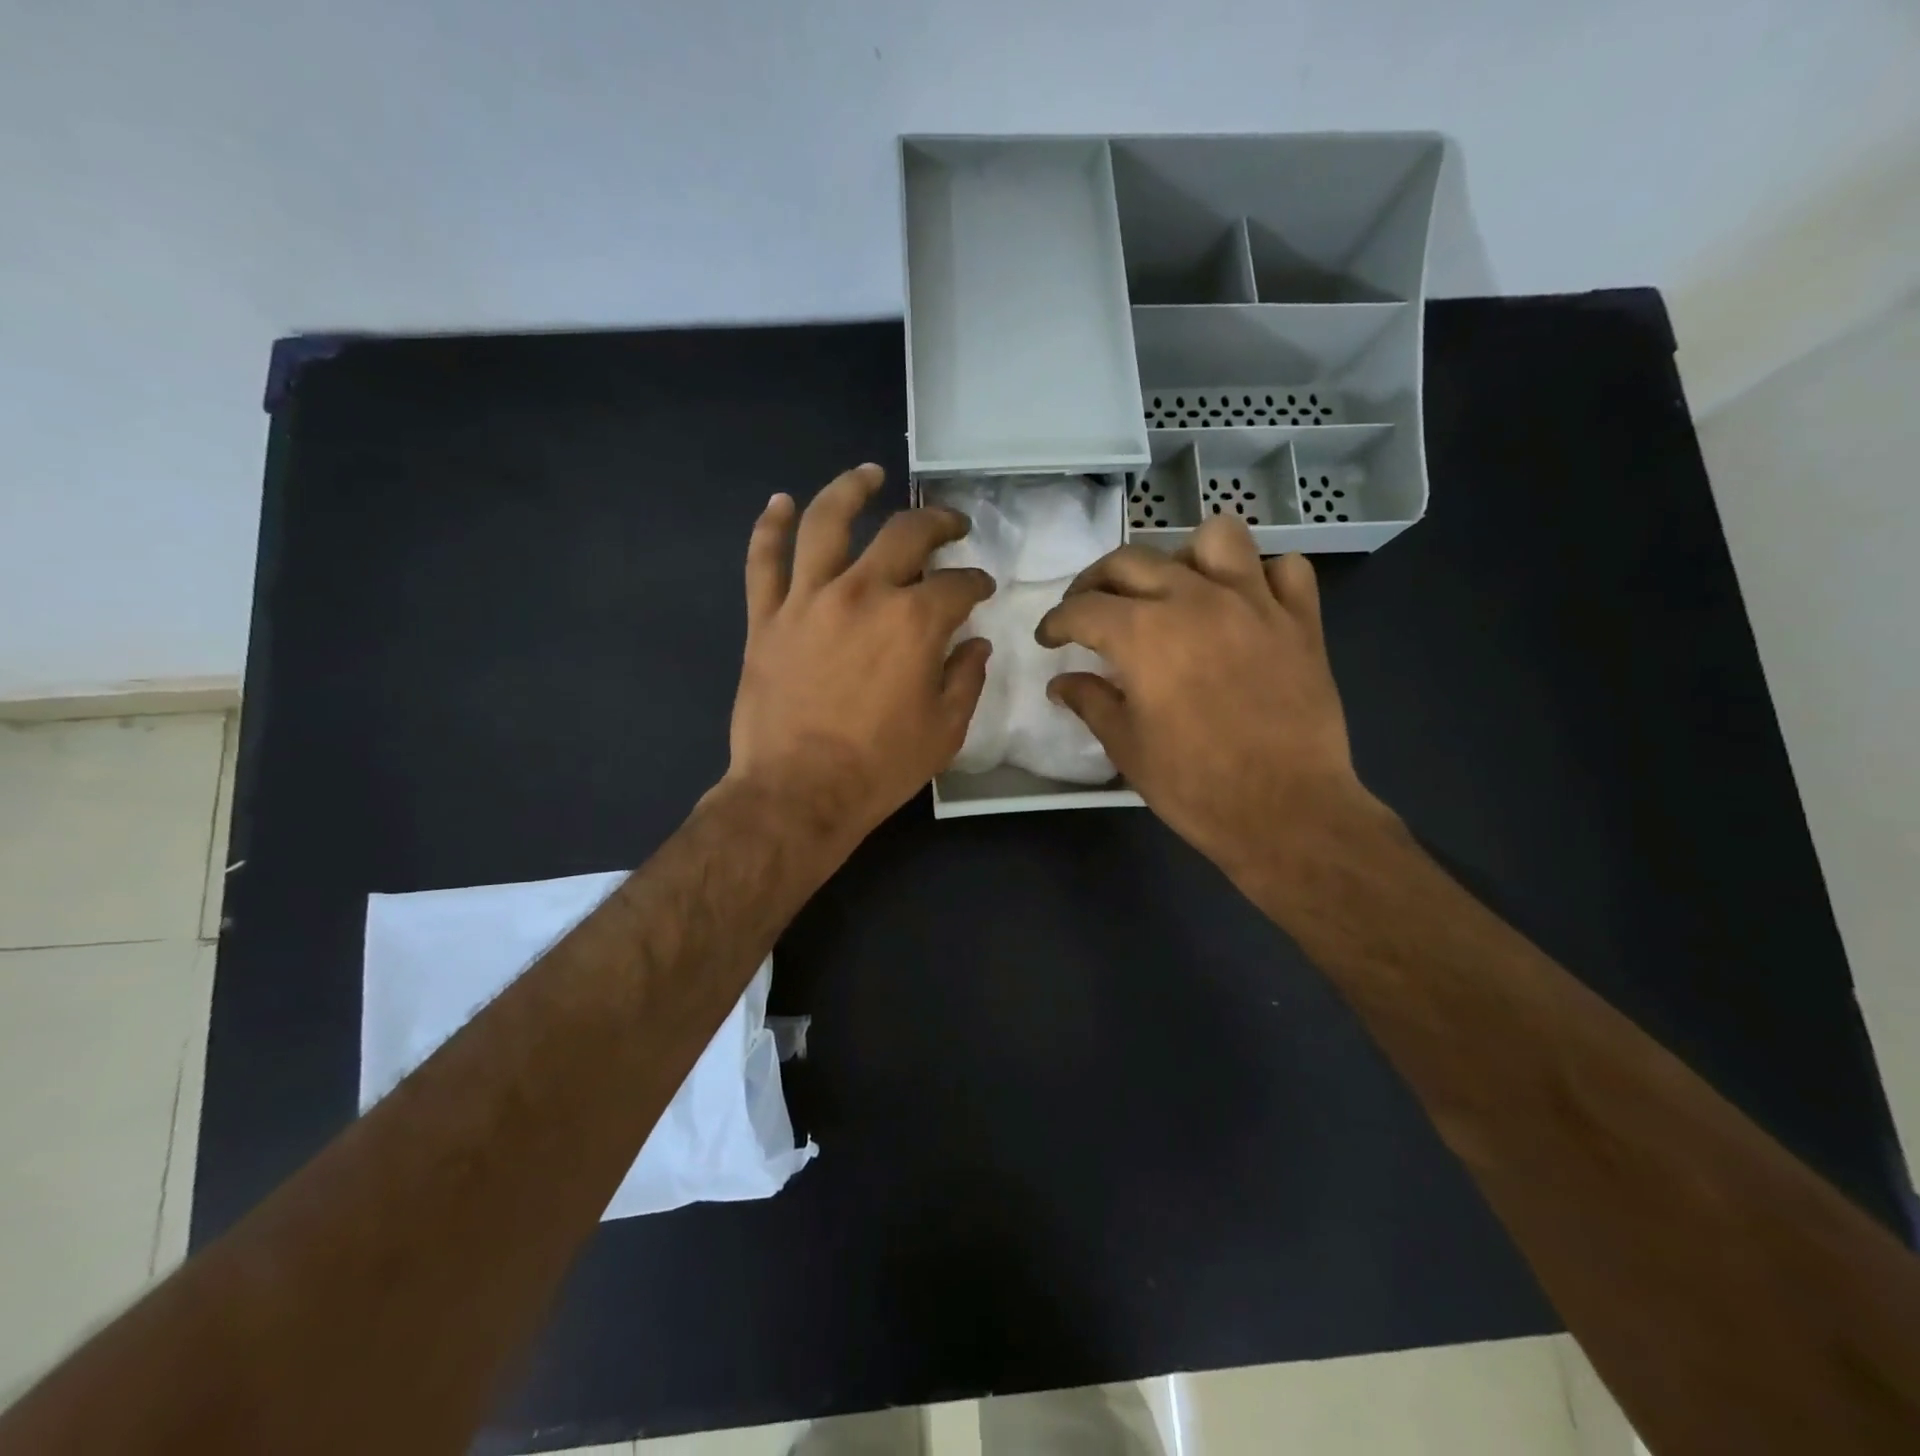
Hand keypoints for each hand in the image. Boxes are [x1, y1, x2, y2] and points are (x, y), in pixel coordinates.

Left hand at [725, 464, 995, 844]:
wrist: (798, 794)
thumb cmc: (879, 767)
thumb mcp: (945, 730)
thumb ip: (966, 678)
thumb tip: (975, 643)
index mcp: (915, 621)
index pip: (958, 585)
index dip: (976, 584)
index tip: (981, 590)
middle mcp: (864, 593)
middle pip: (905, 534)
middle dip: (937, 523)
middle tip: (951, 525)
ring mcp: (808, 600)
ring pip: (828, 523)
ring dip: (851, 490)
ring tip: (869, 474)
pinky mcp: (765, 618)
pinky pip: (763, 560)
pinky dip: (771, 527)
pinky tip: (780, 503)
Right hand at [1036, 518, 1373, 877]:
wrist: (1286, 812)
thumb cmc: (1195, 784)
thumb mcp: (1126, 747)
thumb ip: (1091, 702)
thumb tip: (1060, 683)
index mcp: (1143, 633)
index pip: (1082, 608)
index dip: (1056, 622)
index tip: (1048, 639)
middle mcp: (1194, 599)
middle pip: (1132, 561)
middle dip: (1097, 581)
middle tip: (1090, 610)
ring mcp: (1254, 603)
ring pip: (1215, 538)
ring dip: (1185, 557)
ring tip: (1175, 590)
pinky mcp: (1300, 621)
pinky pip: (1286, 570)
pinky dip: (1262, 577)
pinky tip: (1246, 605)